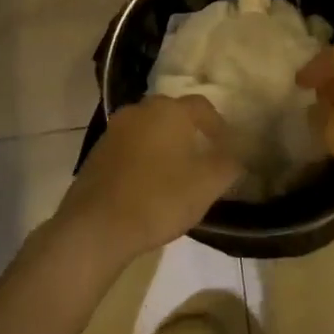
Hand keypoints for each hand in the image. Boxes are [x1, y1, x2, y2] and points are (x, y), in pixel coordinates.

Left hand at [54, 95, 240, 266]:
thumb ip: (228, 165)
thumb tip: (237, 155)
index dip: (218, 125)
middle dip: (189, 131)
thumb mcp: (207, 185)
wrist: (96, 227)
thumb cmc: (159, 199)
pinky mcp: (97, 152)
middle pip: (172, 113)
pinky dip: (142, 157)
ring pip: (148, 129)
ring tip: (174, 171)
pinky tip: (147, 184)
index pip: (202, 106)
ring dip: (163, 143)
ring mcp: (114, 130)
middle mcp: (140, 111)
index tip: (226, 146)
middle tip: (201, 156)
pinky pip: (129, 146)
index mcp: (169, 111)